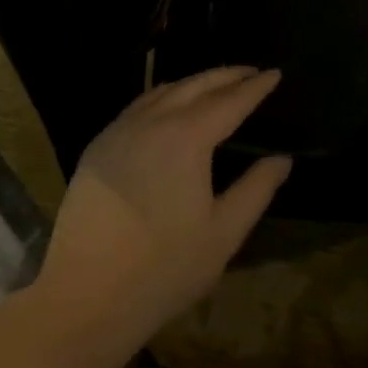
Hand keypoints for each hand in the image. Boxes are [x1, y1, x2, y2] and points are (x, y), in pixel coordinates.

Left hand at [35, 68, 291, 353]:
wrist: (86, 295)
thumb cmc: (165, 268)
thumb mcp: (224, 233)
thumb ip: (256, 189)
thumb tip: (281, 159)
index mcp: (186, 139)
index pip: (229, 102)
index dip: (255, 87)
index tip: (274, 73)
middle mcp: (150, 123)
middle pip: (194, 86)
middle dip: (226, 75)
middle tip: (251, 71)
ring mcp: (118, 132)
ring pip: (161, 92)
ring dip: (193, 83)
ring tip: (216, 85)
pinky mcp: (97, 148)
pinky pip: (136, 108)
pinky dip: (162, 97)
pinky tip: (169, 108)